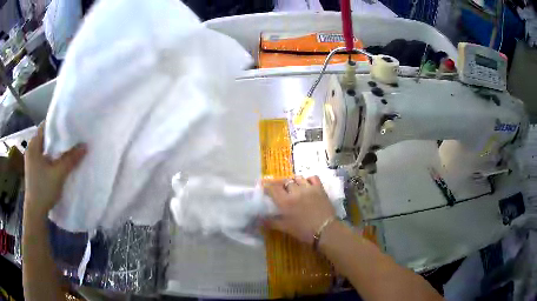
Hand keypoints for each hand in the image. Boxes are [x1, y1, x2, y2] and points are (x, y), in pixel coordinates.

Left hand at [24, 123, 86, 216]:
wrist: (35, 212)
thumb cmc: (43, 189)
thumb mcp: (58, 174)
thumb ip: (70, 159)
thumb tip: (85, 146)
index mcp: (33, 145)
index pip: (45, 126)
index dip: (57, 124)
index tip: (69, 125)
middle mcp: (31, 149)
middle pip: (45, 137)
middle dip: (57, 137)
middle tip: (71, 136)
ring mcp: (31, 161)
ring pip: (45, 148)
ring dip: (55, 148)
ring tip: (67, 148)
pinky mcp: (34, 170)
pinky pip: (44, 157)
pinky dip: (51, 157)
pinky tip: (59, 162)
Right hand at [263, 176, 335, 244]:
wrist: (325, 230)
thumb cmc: (303, 231)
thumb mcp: (285, 228)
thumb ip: (270, 222)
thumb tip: (258, 220)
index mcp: (285, 201)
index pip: (272, 187)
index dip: (267, 185)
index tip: (264, 186)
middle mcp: (295, 191)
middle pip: (285, 181)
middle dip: (280, 184)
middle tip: (280, 189)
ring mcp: (309, 188)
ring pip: (298, 178)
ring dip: (293, 181)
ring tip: (293, 187)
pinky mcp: (320, 188)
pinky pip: (312, 177)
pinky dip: (308, 179)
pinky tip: (307, 184)